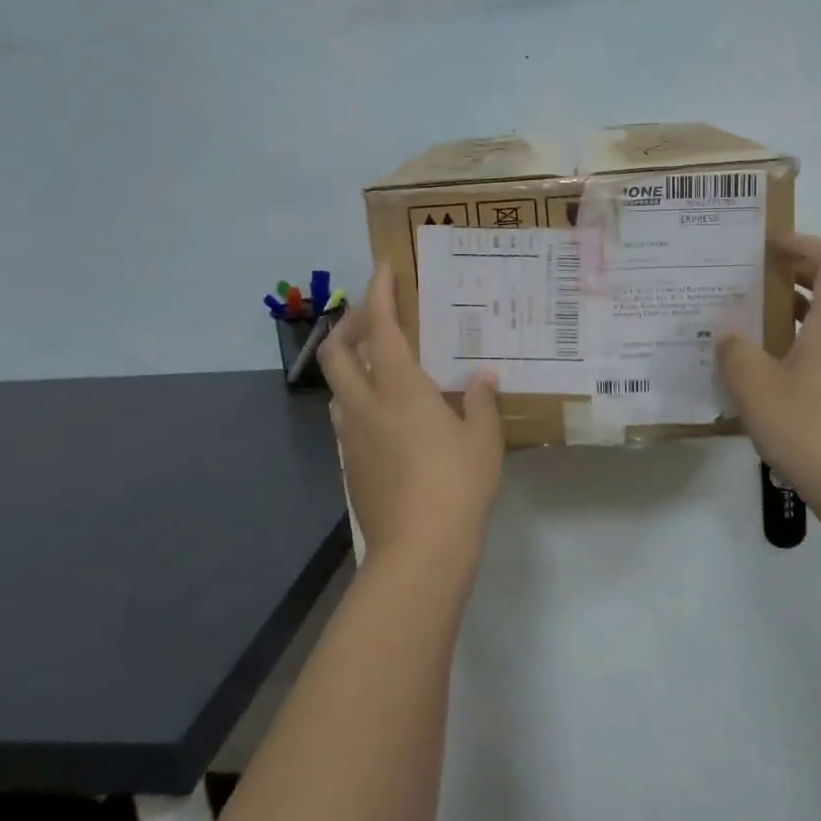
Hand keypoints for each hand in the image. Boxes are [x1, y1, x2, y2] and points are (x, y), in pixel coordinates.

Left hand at [320, 263, 504, 569]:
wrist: (418, 550)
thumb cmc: (457, 484)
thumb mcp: (483, 439)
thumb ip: (480, 402)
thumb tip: (481, 378)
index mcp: (400, 388)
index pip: (380, 327)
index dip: (379, 293)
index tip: (383, 269)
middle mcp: (366, 405)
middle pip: (337, 353)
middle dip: (348, 324)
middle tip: (372, 315)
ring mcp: (353, 438)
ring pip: (338, 387)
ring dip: (350, 364)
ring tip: (380, 364)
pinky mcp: (351, 465)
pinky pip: (347, 418)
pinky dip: (359, 400)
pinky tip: (386, 415)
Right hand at [717, 233, 820, 507]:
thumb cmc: (809, 428)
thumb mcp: (755, 386)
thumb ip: (736, 351)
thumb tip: (728, 332)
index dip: (804, 244)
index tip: (770, 243)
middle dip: (804, 273)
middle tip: (765, 276)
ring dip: (805, 310)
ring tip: (762, 318)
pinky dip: (807, 343)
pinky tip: (774, 368)